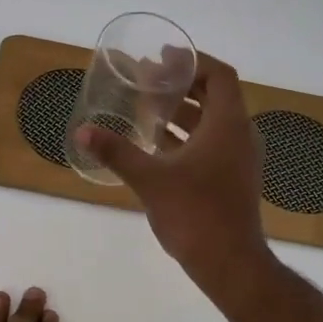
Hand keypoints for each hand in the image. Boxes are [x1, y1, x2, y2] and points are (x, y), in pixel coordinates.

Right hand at [74, 53, 273, 304]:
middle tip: (146, 79)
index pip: (219, 75)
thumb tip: (83, 131)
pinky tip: (156, 142)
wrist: (230, 264)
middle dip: (181, 85)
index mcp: (228, 125)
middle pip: (214, 96)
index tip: (161, 58)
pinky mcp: (231, 179)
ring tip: (146, 106)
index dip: (192, 61)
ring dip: (182, 111)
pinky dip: (186, 135)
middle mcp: (239, 136)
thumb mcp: (151, 179)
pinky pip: (210, 143)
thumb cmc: (195, 214)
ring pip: (211, 121)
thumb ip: (117, 152)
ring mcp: (238, 159)